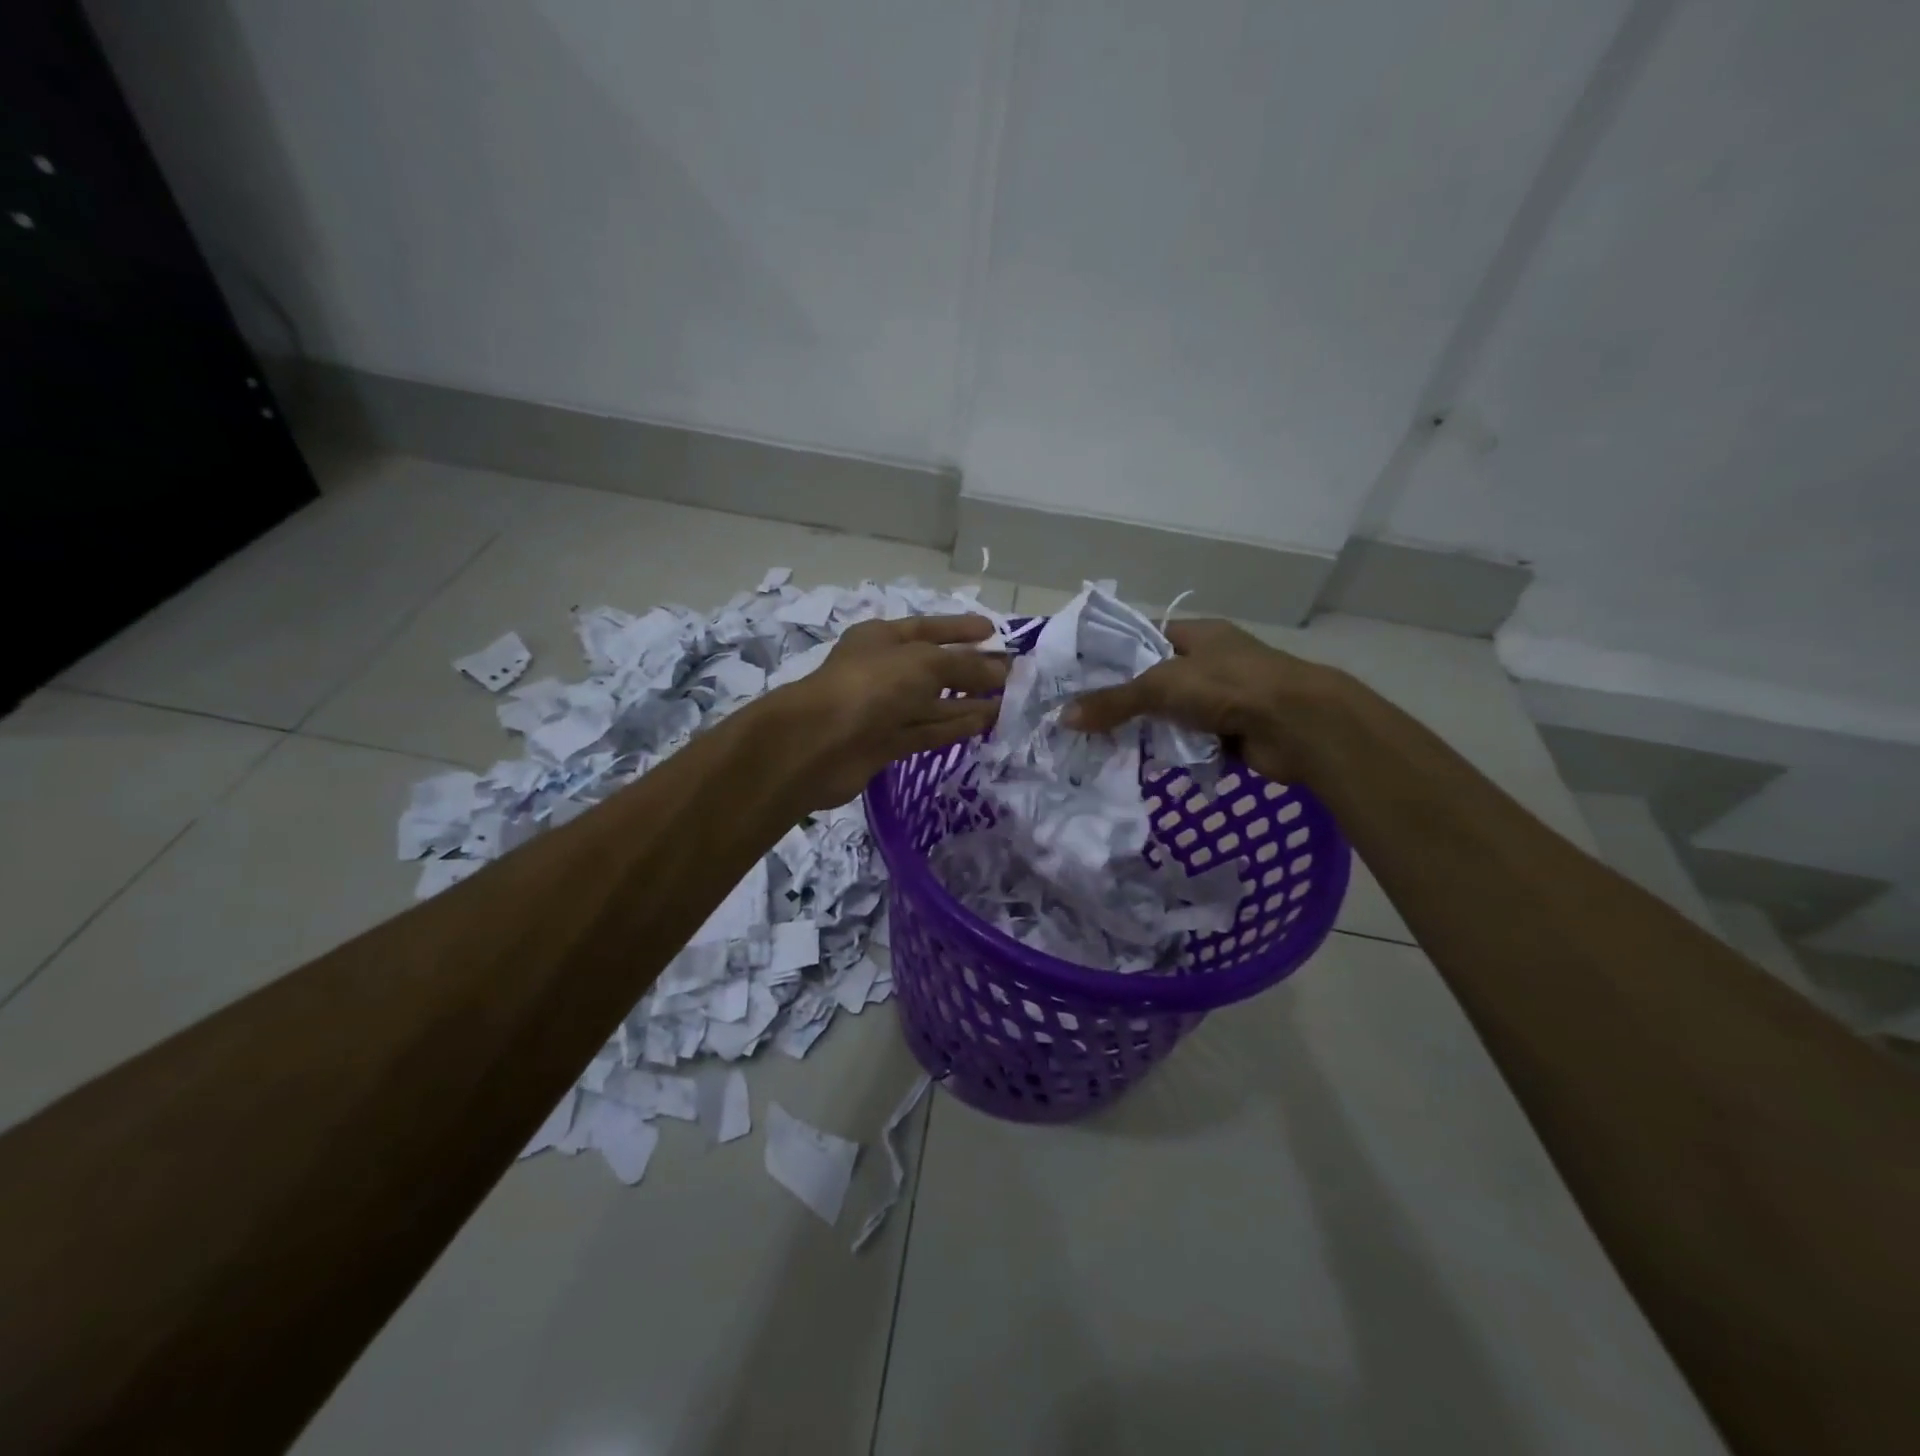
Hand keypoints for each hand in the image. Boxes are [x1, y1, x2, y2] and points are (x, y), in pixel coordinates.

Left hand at [766, 614, 1008, 809]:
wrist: (818, 744)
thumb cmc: (871, 686)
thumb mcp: (924, 663)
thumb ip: (965, 666)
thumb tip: (1002, 670)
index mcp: (882, 638)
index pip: (928, 628)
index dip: (960, 628)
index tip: (993, 631)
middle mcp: (883, 670)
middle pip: (934, 667)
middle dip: (971, 669)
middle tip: (1011, 673)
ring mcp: (883, 709)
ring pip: (933, 702)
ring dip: (969, 701)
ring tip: (1008, 700)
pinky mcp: (886, 743)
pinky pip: (927, 729)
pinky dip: (955, 726)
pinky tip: (985, 722)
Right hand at [1063, 618, 1353, 783]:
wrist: (1297, 725)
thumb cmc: (1228, 687)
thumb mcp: (1161, 686)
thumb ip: (1113, 701)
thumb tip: (1062, 716)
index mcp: (1199, 634)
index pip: (1146, 637)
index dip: (1114, 654)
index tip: (1080, 676)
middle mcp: (1212, 662)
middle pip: (1157, 679)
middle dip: (1126, 700)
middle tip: (1084, 718)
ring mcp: (1225, 698)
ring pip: (1173, 714)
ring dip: (1149, 729)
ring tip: (1104, 744)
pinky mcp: (1233, 733)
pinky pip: (1192, 741)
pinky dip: (1174, 751)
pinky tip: (1144, 762)